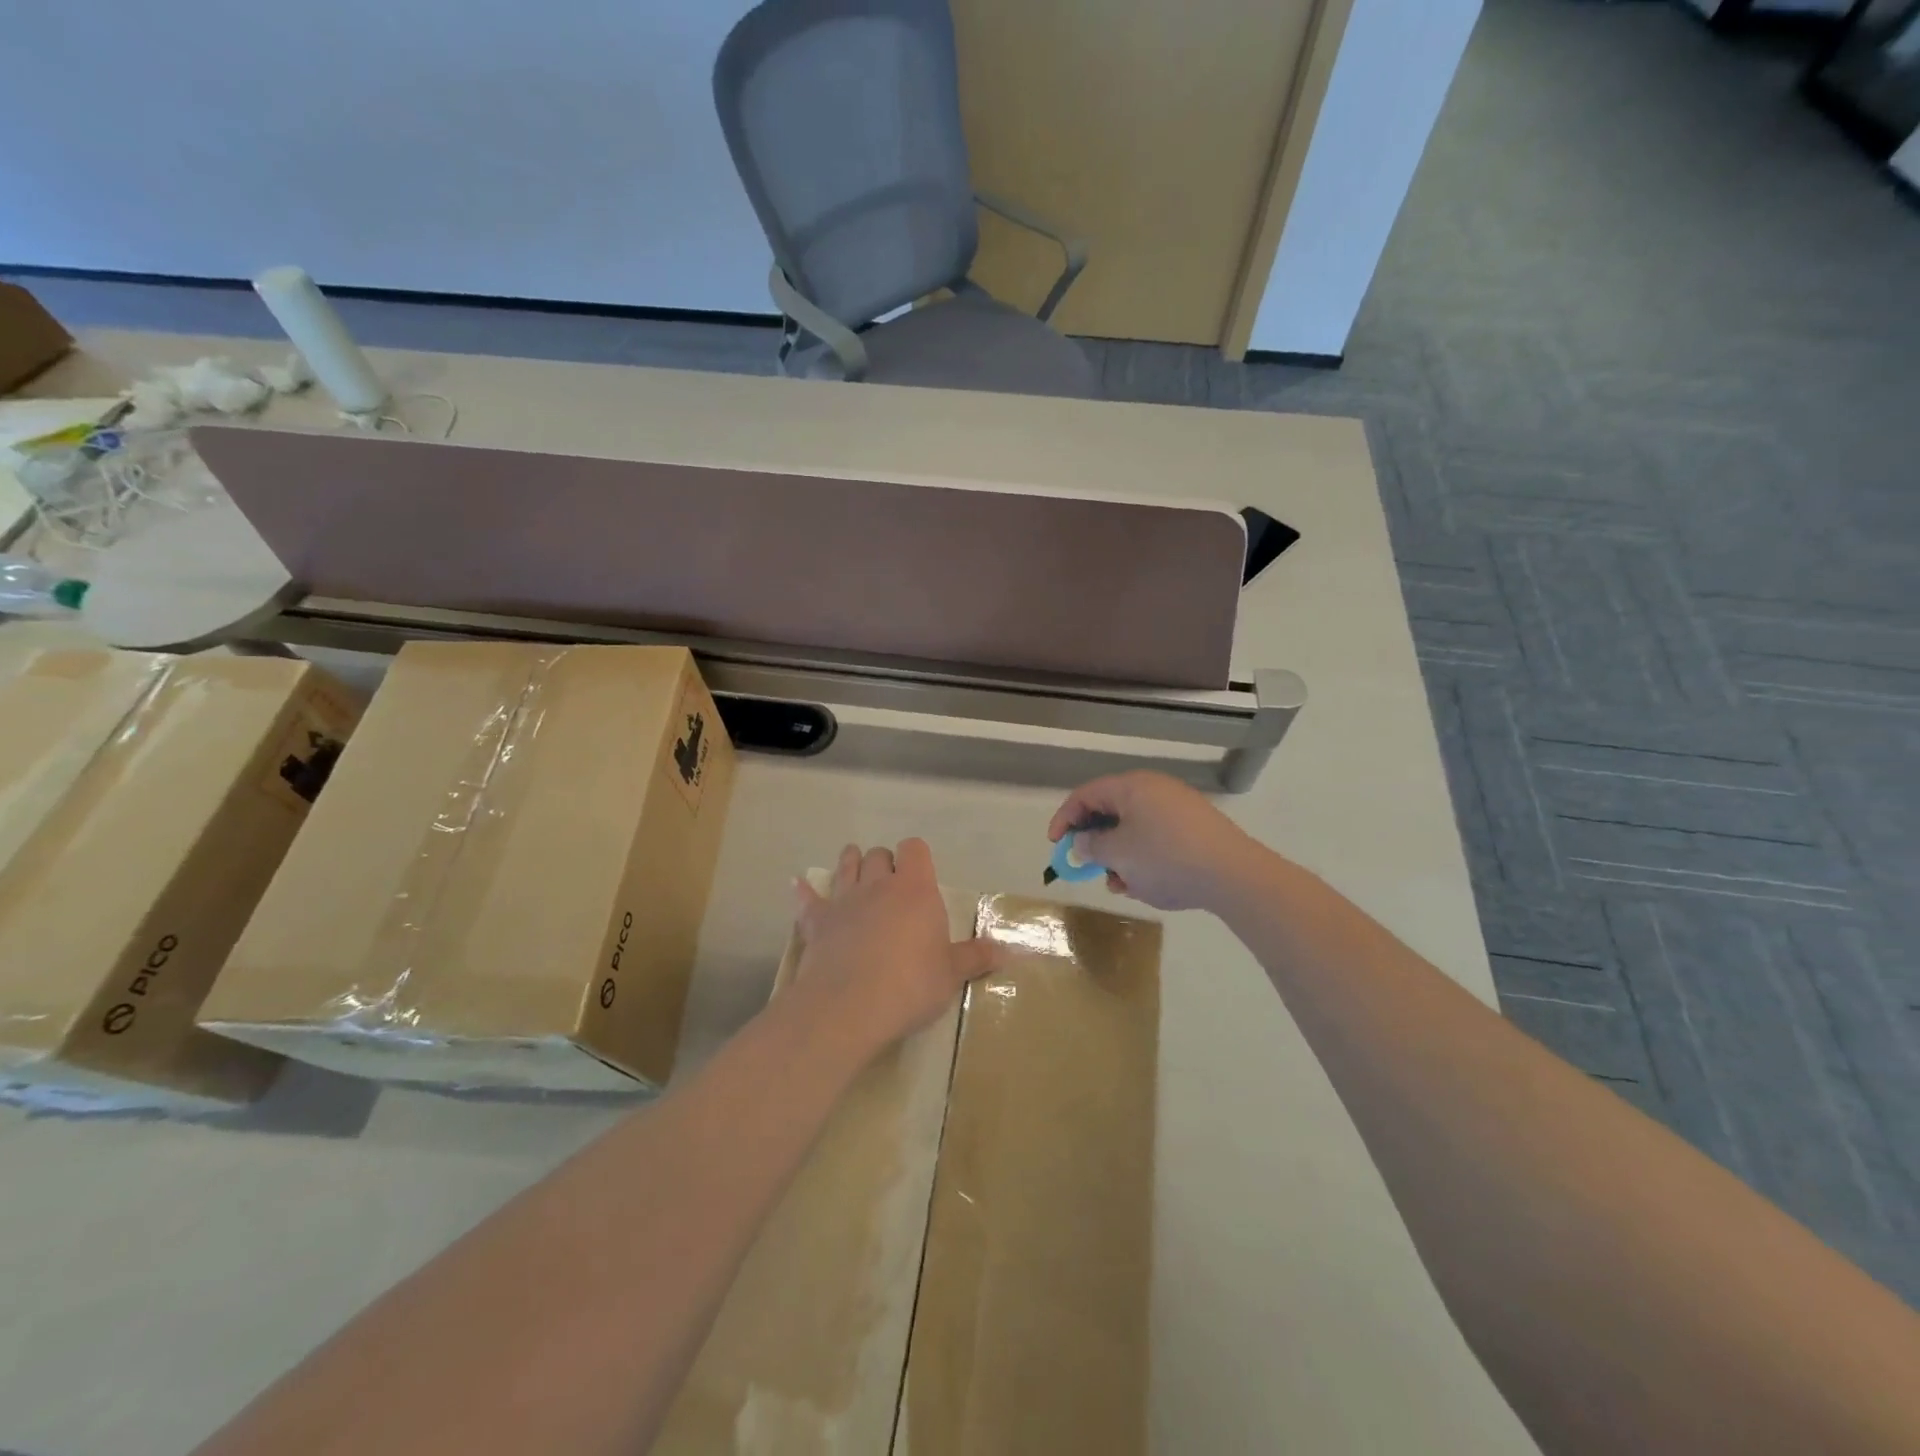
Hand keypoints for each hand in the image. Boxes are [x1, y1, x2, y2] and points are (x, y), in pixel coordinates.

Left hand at [787, 839, 998, 1061]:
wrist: (847, 1007)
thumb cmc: (909, 985)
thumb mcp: (951, 975)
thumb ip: (977, 958)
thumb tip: (1011, 951)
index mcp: (914, 890)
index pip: (914, 849)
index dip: (916, 857)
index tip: (920, 874)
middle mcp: (878, 885)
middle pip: (878, 855)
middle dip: (884, 863)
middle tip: (891, 884)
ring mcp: (843, 901)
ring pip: (845, 866)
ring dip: (850, 864)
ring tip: (854, 869)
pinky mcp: (816, 922)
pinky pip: (807, 899)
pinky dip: (804, 892)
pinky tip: (797, 885)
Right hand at [1048, 771, 1257, 911]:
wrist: (1233, 875)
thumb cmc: (1166, 859)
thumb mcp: (1118, 854)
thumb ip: (1092, 847)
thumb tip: (1083, 843)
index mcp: (1133, 786)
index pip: (1086, 794)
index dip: (1065, 819)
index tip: (1056, 845)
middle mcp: (1155, 790)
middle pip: (1111, 812)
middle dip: (1096, 843)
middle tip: (1088, 867)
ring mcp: (1179, 809)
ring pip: (1134, 829)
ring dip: (1120, 856)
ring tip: (1122, 884)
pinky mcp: (1196, 830)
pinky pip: (1157, 839)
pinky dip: (1144, 859)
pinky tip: (1146, 885)